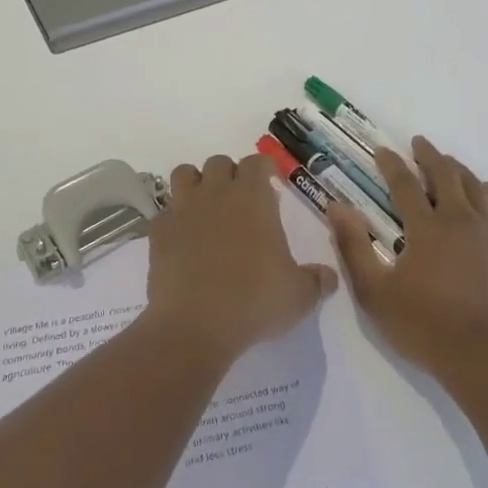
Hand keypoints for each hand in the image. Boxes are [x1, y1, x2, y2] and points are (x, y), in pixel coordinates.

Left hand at [146, 153, 338, 363]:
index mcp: (253, 198)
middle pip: (219, 162)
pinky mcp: (158, 232)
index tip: (270, 184)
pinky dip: (172, 220)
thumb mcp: (299, 296)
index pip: (257, 162)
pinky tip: (181, 241)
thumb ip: (316, 281)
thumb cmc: (254, 302)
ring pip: (184, 174)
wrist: (194, 326)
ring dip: (196, 184)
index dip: (264, 169)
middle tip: (239, 201)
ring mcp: (183, 209)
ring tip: (205, 209)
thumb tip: (328, 277)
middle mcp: (216, 193)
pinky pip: (164, 212)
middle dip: (230, 174)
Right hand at [327, 136, 487, 378]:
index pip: (405, 184)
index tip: (382, 150)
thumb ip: (354, 248)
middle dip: (429, 155)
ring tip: (448, 163)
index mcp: (427, 227)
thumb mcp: (376, 294)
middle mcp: (460, 220)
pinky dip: (486, 191)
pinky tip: (483, 192)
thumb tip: (336, 208)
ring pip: (475, 186)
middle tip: (419, 144)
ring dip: (458, 169)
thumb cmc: (426, 328)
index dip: (391, 164)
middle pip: (445, 174)